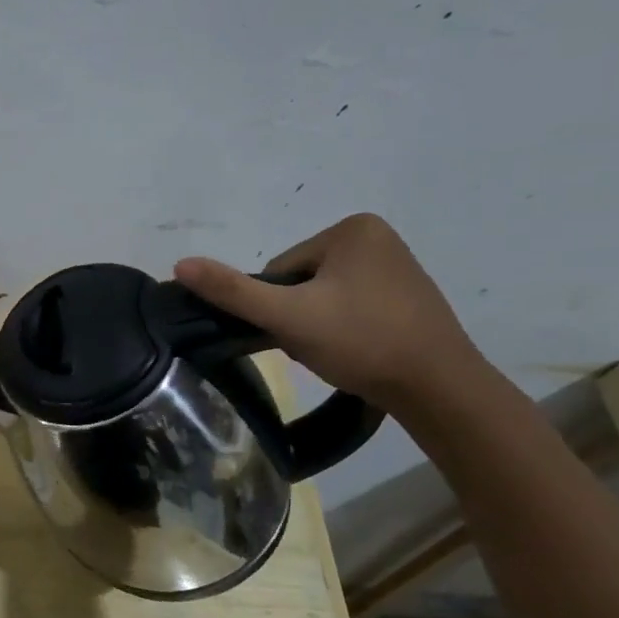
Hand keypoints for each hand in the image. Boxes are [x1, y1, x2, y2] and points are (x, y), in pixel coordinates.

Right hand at [174, 213, 485, 412]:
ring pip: (322, 297)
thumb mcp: (288, 316)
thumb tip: (179, 264)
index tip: (299, 332)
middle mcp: (377, 237)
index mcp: (352, 229)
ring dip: (316, 325)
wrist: (438, 388)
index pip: (280, 269)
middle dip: (297, 315)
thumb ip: (232, 292)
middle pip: (300, 281)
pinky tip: (355, 351)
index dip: (277, 306)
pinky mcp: (406, 295)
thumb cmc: (361, 341)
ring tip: (337, 351)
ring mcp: (395, 266)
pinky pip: (349, 306)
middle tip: (317, 346)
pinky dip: (342, 329)